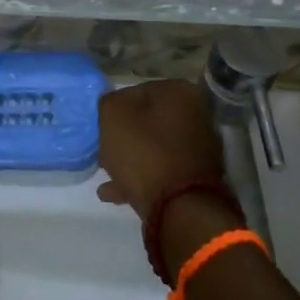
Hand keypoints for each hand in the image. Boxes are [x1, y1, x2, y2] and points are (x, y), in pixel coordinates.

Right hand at [95, 79, 226, 220]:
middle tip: (102, 148)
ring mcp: (199, 148)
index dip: (114, 109)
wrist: (180, 208)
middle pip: (147, 121)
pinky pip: (161, 172)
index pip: (136, 91)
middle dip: (123, 136)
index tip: (100, 125)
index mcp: (180, 92)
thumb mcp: (113, 116)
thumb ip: (108, 102)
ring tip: (105, 173)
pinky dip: (140, 178)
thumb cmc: (145, 152)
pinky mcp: (197, 179)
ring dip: (129, 159)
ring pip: (154, 147)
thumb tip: (114, 105)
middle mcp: (196, 115)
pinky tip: (115, 193)